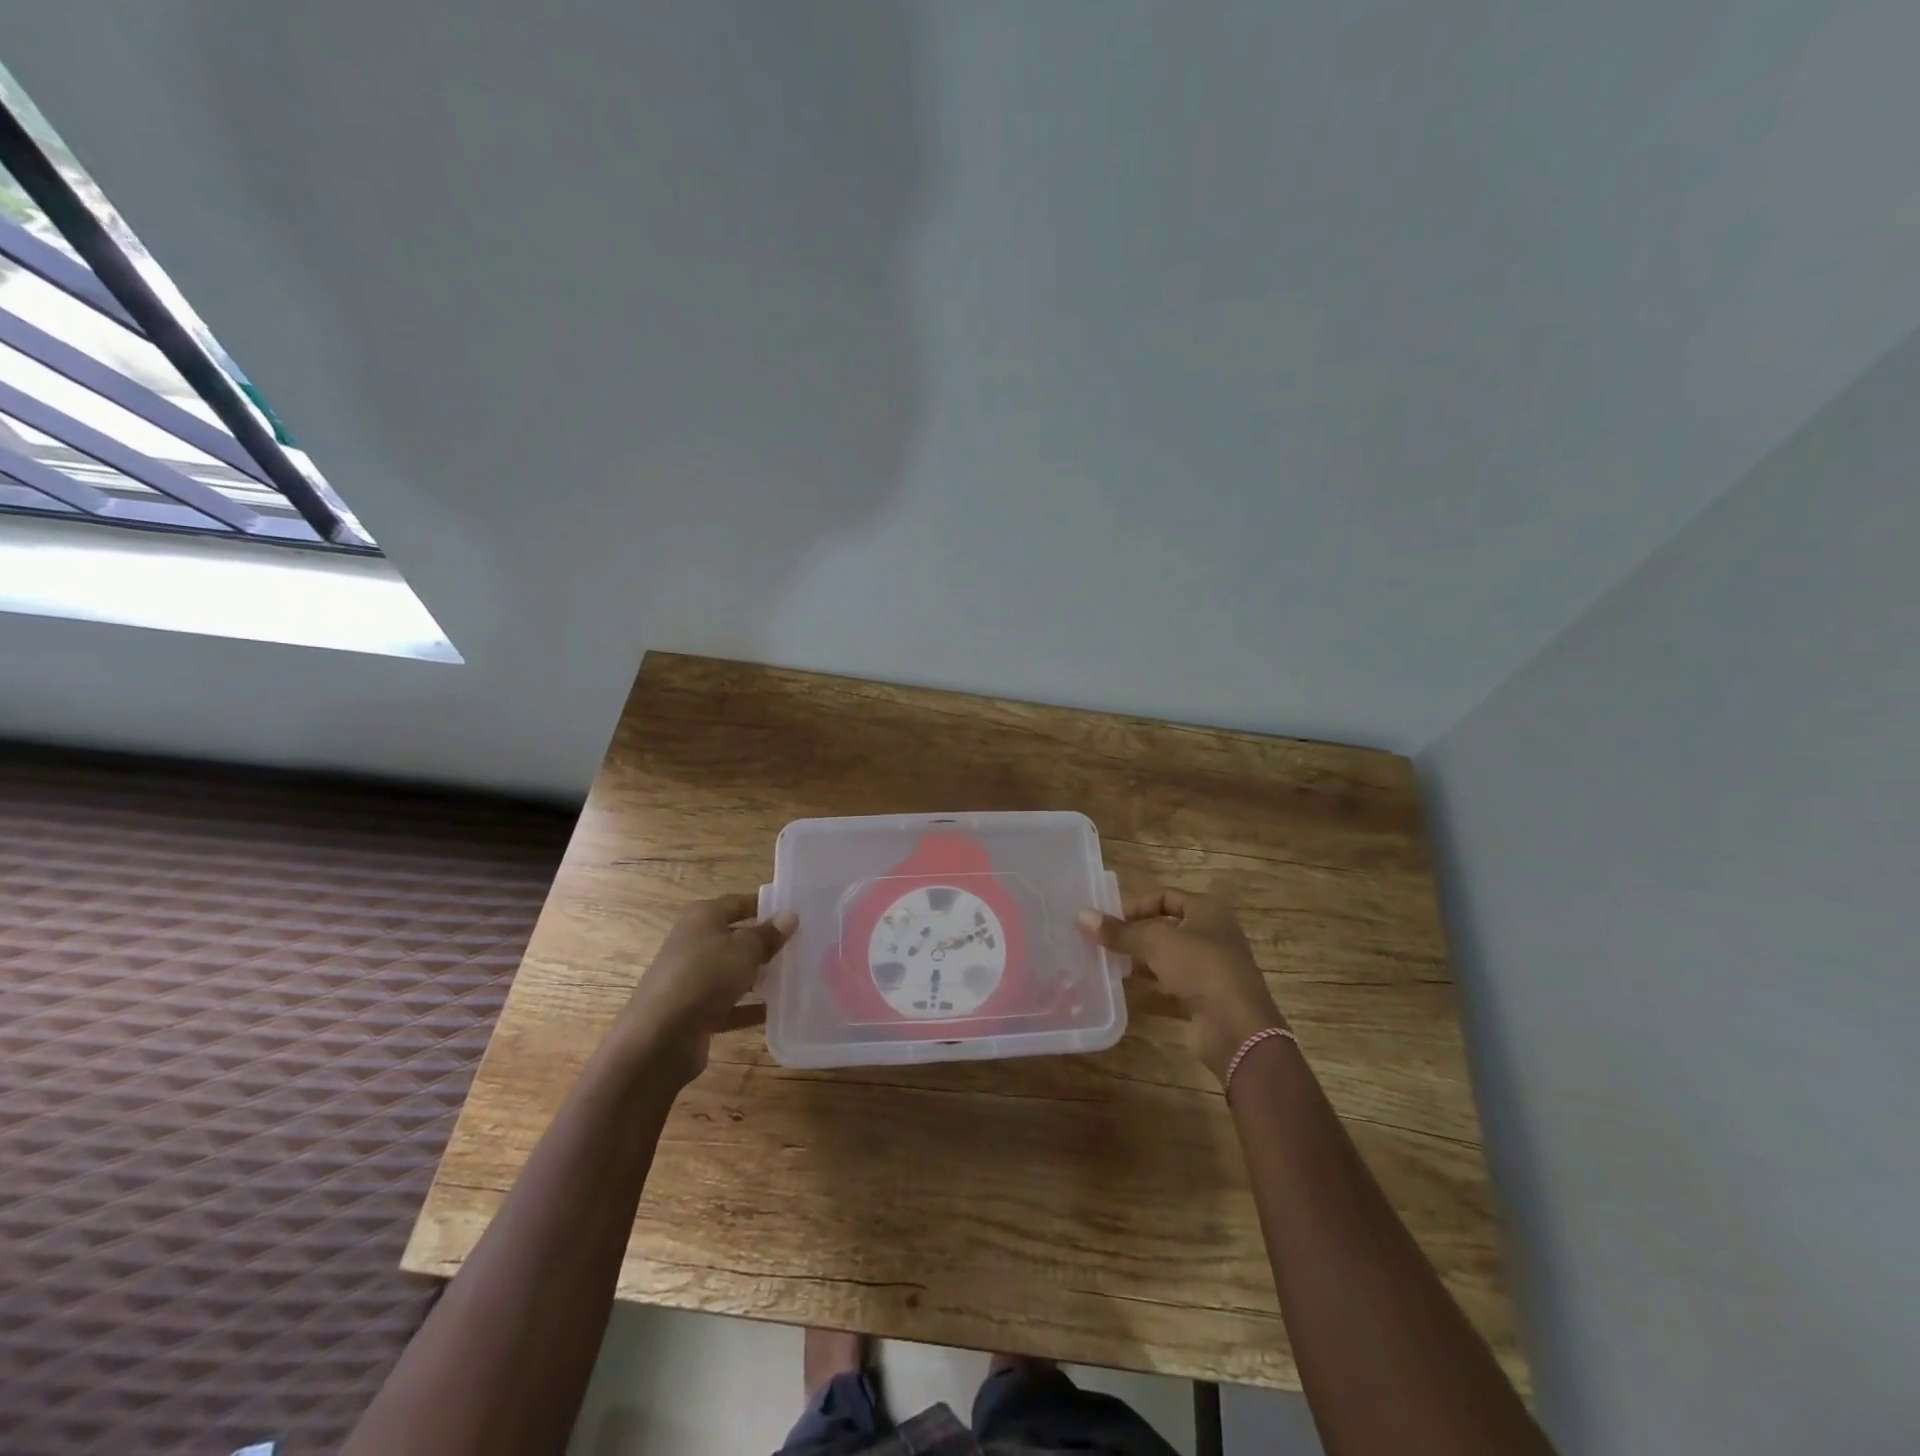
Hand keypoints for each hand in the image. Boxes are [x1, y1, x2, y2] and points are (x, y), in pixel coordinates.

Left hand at [616, 894, 795, 1084]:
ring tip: (794, 977)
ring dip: (759, 976)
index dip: (765, 905)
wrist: (660, 1037)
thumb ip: (768, 934)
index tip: (794, 913)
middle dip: (765, 943)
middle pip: (735, 938)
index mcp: (702, 918)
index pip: (738, 903)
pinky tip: (776, 1011)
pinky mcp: (694, 1012)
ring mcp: (692, 980)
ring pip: (732, 972)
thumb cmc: (705, 976)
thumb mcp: (745, 949)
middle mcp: (694, 943)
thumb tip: (790, 916)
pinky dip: (749, 1007)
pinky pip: (729, 1005)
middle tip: (802, 946)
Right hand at [1079, 890, 1283, 1083]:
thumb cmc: (1201, 967)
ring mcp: (1210, 970)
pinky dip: (1149, 988)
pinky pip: (1170, 987)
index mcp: (1208, 911)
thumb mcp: (1156, 942)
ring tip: (1106, 963)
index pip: (1166, 897)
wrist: (1237, 1027)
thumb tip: (1083, 916)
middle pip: (1166, 928)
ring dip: (1140, 961)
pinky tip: (1123, 990)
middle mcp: (1212, 936)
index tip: (1107, 917)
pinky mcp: (1204, 1000)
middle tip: (1102, 940)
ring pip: (1167, 959)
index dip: (1136, 904)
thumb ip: (1120, 931)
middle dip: (1135, 934)